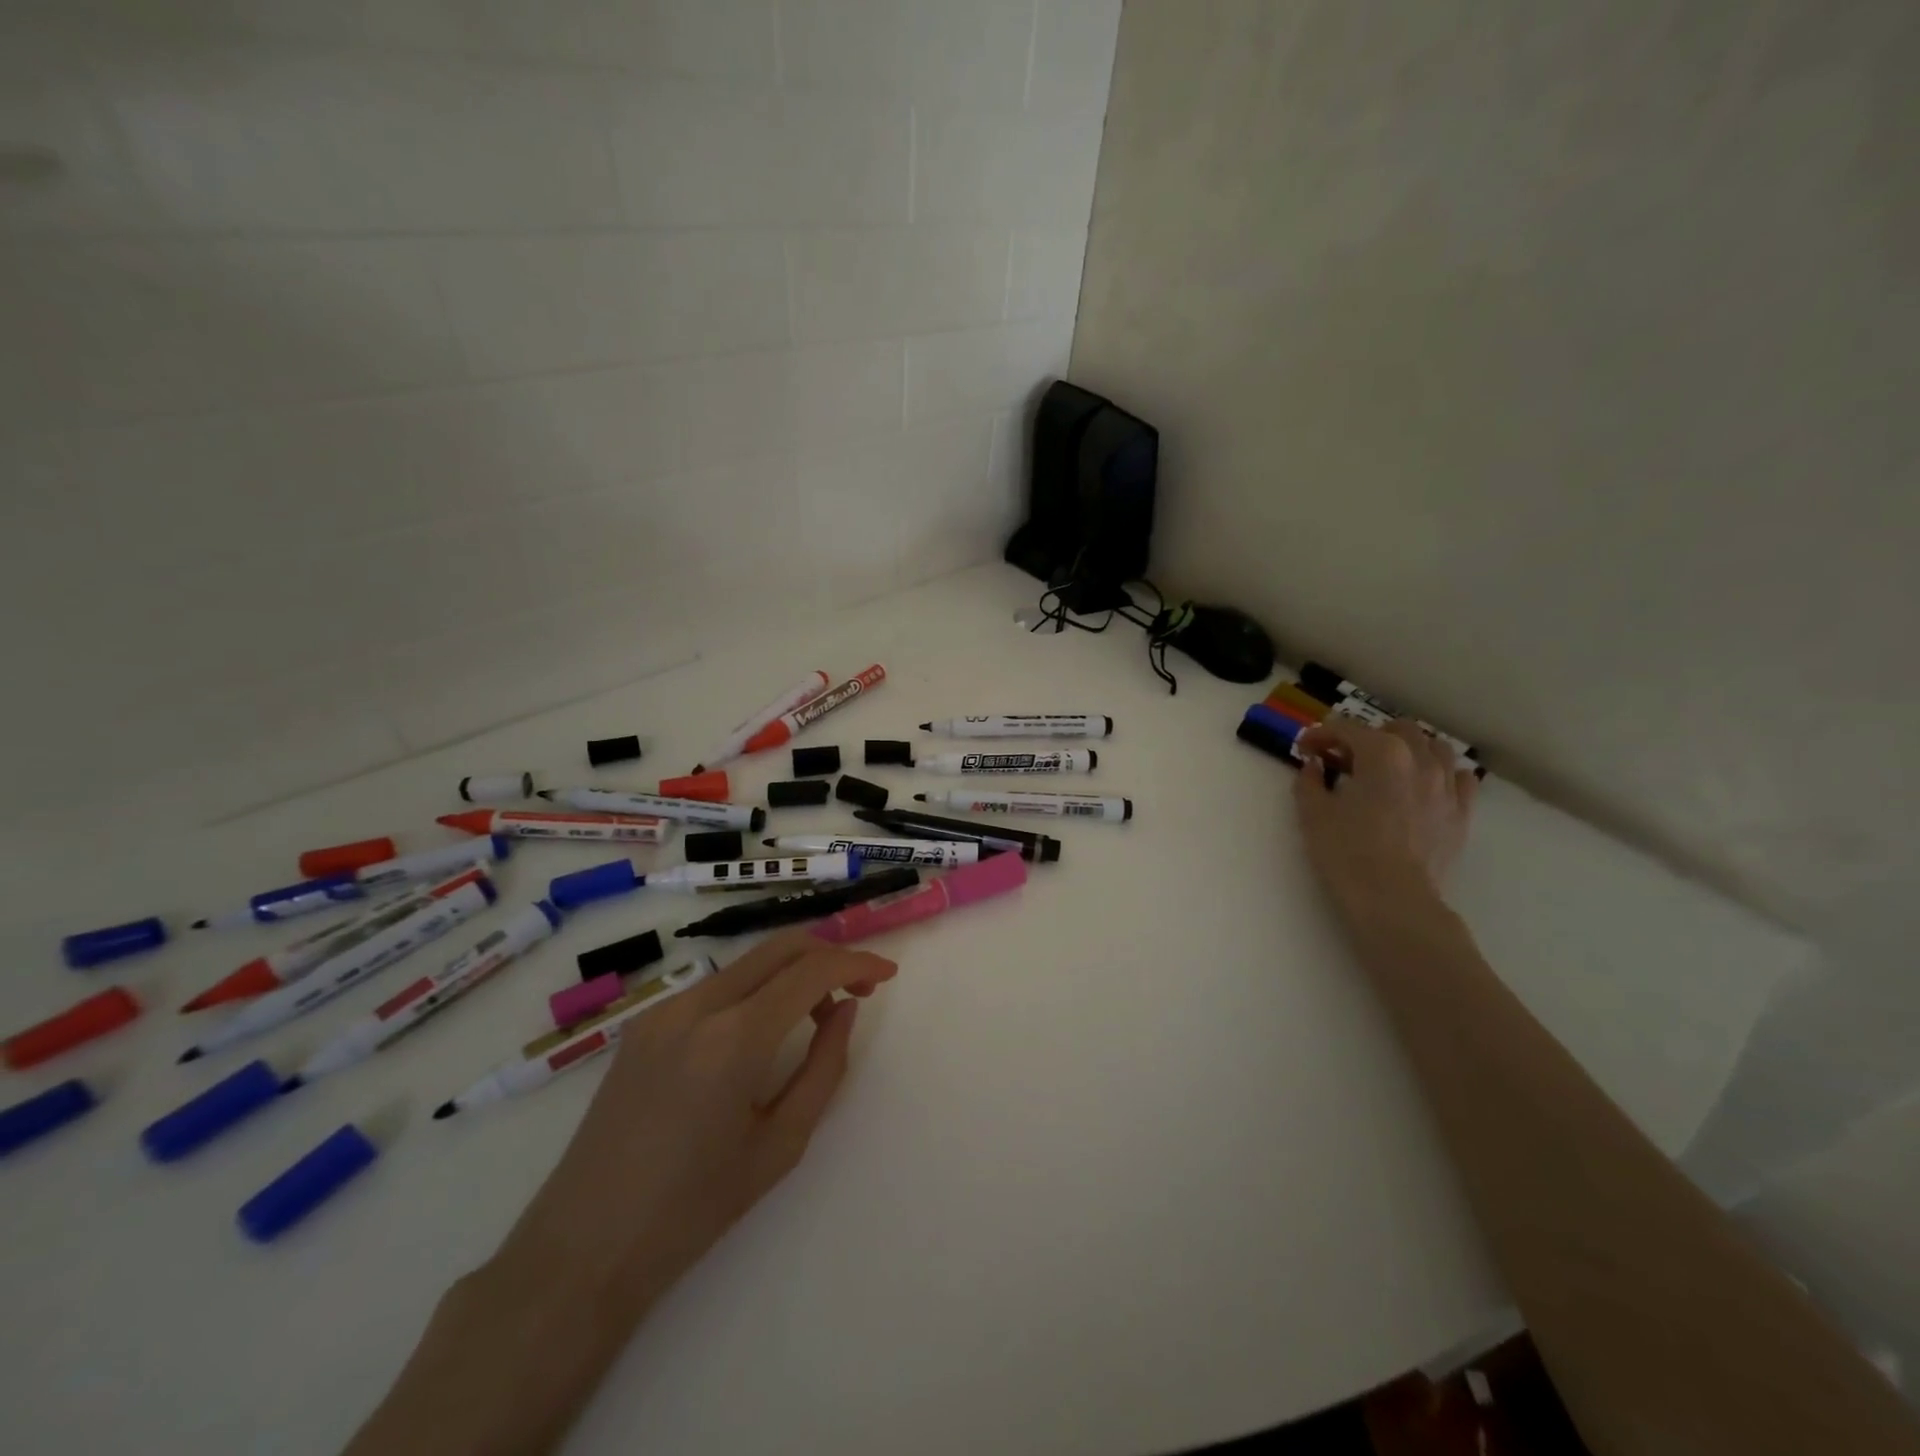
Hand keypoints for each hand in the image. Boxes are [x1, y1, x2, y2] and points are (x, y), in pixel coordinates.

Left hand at [493, 931, 898, 1330]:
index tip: (887, 976)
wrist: (583, 1248)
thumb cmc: (693, 1210)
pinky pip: (716, 986)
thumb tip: (846, 1010)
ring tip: (816, 1017)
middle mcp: (696, 1006)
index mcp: (733, 1038)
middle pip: (780, 947)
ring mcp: (663, 1010)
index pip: (811, 971)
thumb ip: (824, 1066)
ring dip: (792, 973)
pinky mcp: (644, 1023)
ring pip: (748, 963)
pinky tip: (764, 1031)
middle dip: (829, 956)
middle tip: (859, 990)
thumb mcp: (781, 1143)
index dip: (857, 964)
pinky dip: (756, 990)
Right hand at [1293, 717, 1478, 921]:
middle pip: (1397, 728)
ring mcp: (1446, 785)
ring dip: (1409, 748)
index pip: (1345, 729)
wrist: (1394, 899)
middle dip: (1368, 736)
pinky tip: (1425, 787)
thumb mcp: (1312, 814)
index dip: (1320, 736)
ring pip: (1435, 747)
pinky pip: (1460, 778)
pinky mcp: (1461, 812)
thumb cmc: (1347, 853)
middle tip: (1345, 758)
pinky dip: (1442, 773)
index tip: (1303, 751)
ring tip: (1388, 768)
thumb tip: (1314, 766)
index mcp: (1381, 753)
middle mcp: (1419, 759)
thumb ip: (1309, 782)